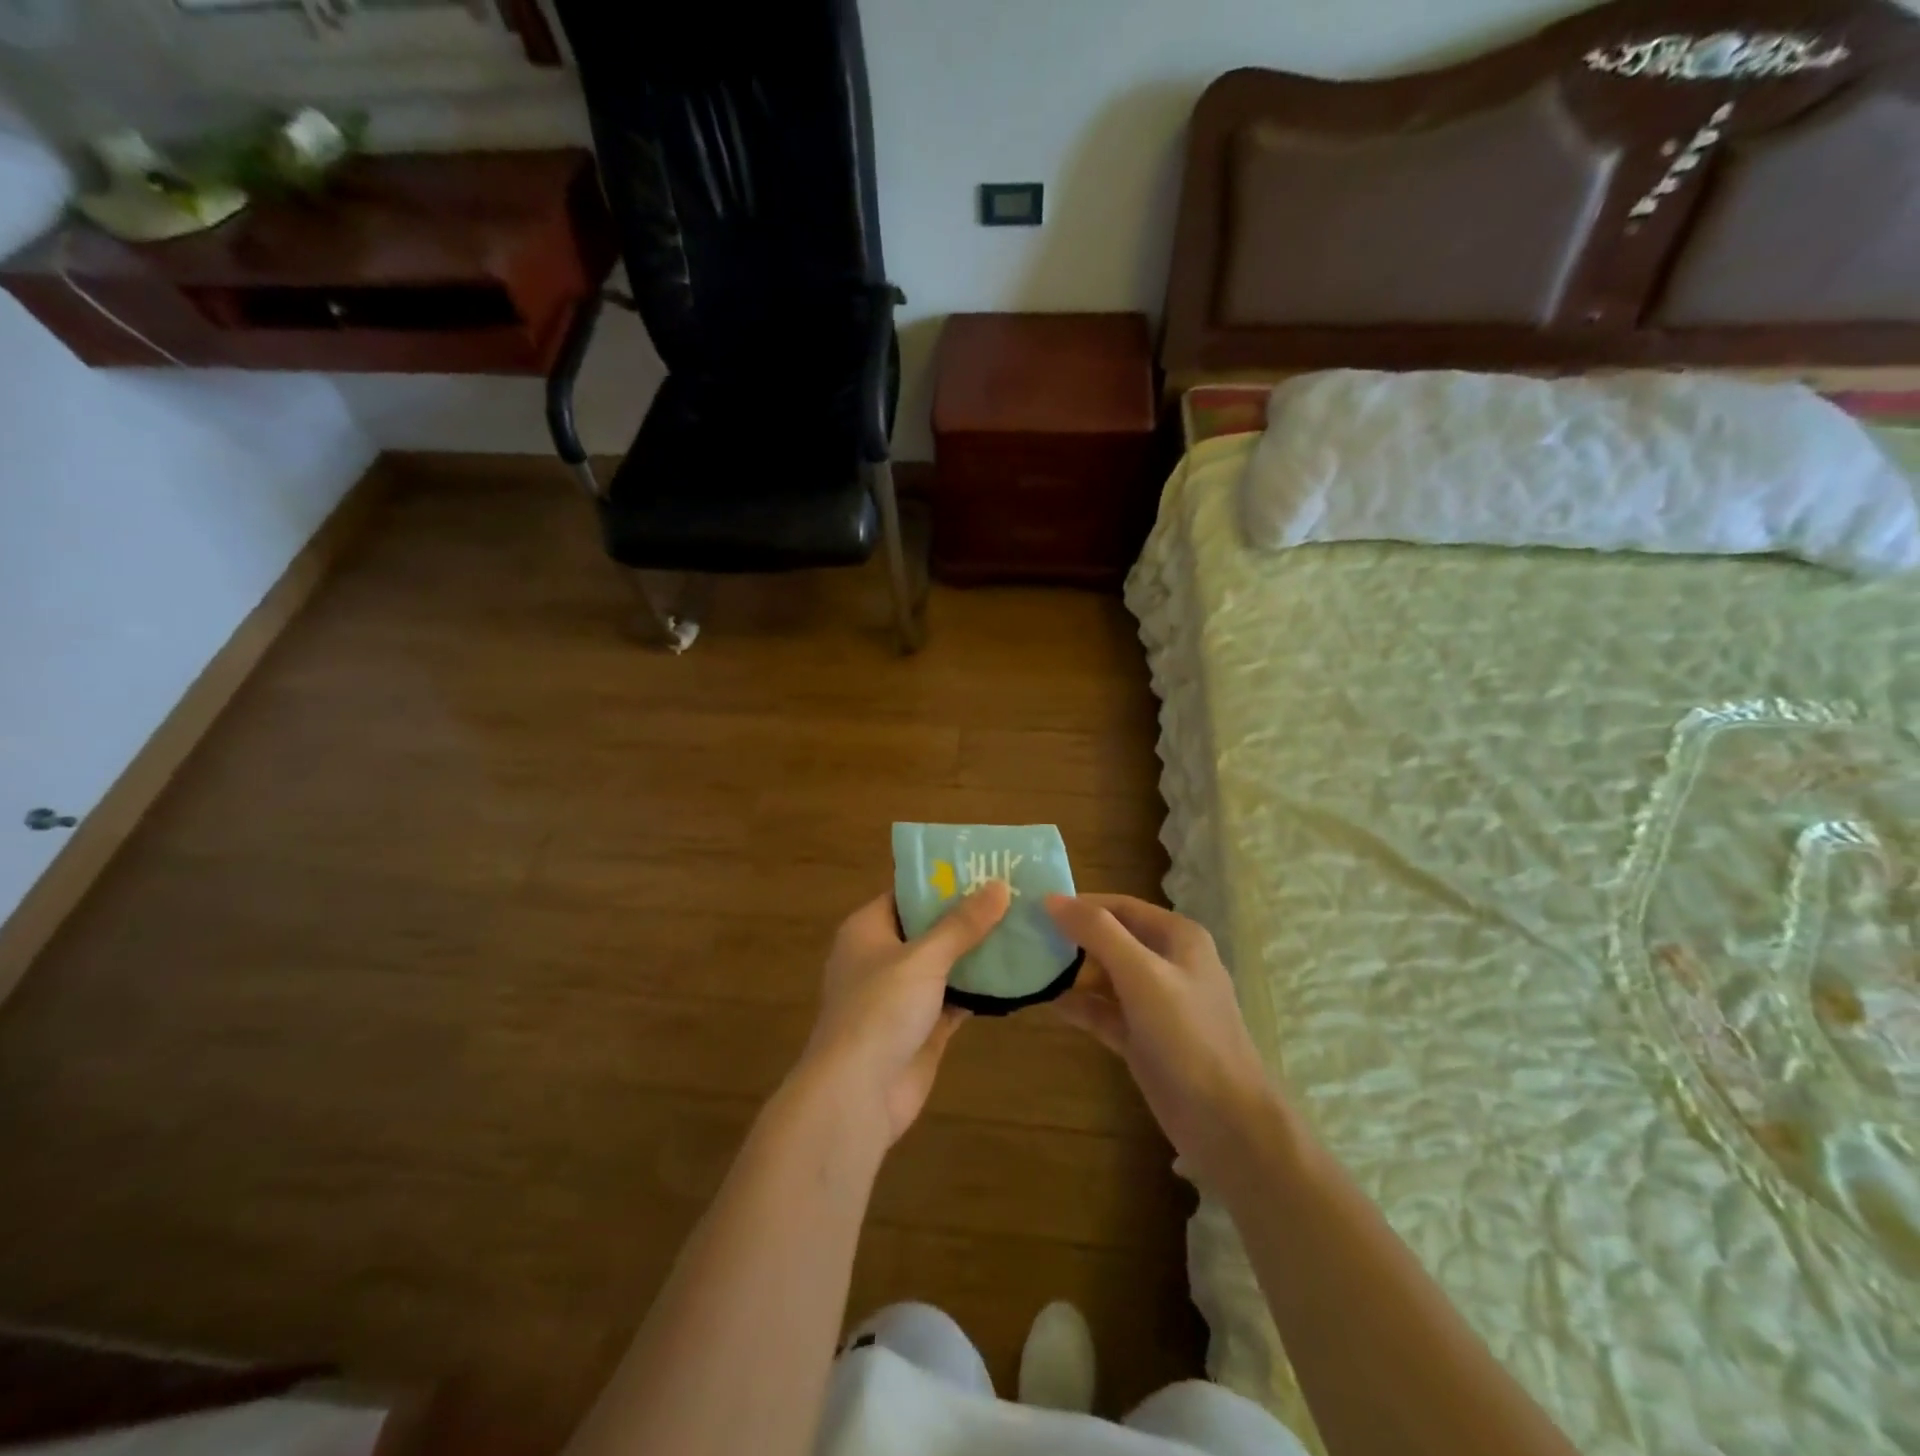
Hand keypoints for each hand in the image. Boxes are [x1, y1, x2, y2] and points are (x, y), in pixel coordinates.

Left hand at [796, 881, 1010, 1147]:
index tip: (984, 867)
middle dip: (968, 916)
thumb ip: (961, 924)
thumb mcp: (923, 958)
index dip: (943, 880)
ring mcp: (902, 995)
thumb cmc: (880, 1010)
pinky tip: (1016, 975)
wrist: (857, 1094)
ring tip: (1023, 927)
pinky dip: (980, 989)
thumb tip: (998, 886)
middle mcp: (882, 957)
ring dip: (978, 952)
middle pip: (929, 928)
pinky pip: (955, 998)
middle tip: (1014, 895)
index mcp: (868, 930)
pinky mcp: (922, 1028)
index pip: (907, 893)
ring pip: (945, 964)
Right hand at [1046, 894, 1284, 1190]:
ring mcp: (1155, 1002)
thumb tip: (1051, 899)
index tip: (1035, 907)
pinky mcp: (1143, 1036)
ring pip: (1105, 976)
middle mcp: (1167, 963)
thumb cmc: (1187, 1035)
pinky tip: (1046, 1002)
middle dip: (1072, 938)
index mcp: (1177, 937)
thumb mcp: (1141, 974)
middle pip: (1111, 938)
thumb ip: (1098, 932)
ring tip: (1027, 967)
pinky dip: (1079, 1005)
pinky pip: (1104, 1011)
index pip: (1120, 906)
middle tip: (1025, 938)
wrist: (1224, 1122)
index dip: (1080, 904)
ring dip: (1072, 972)